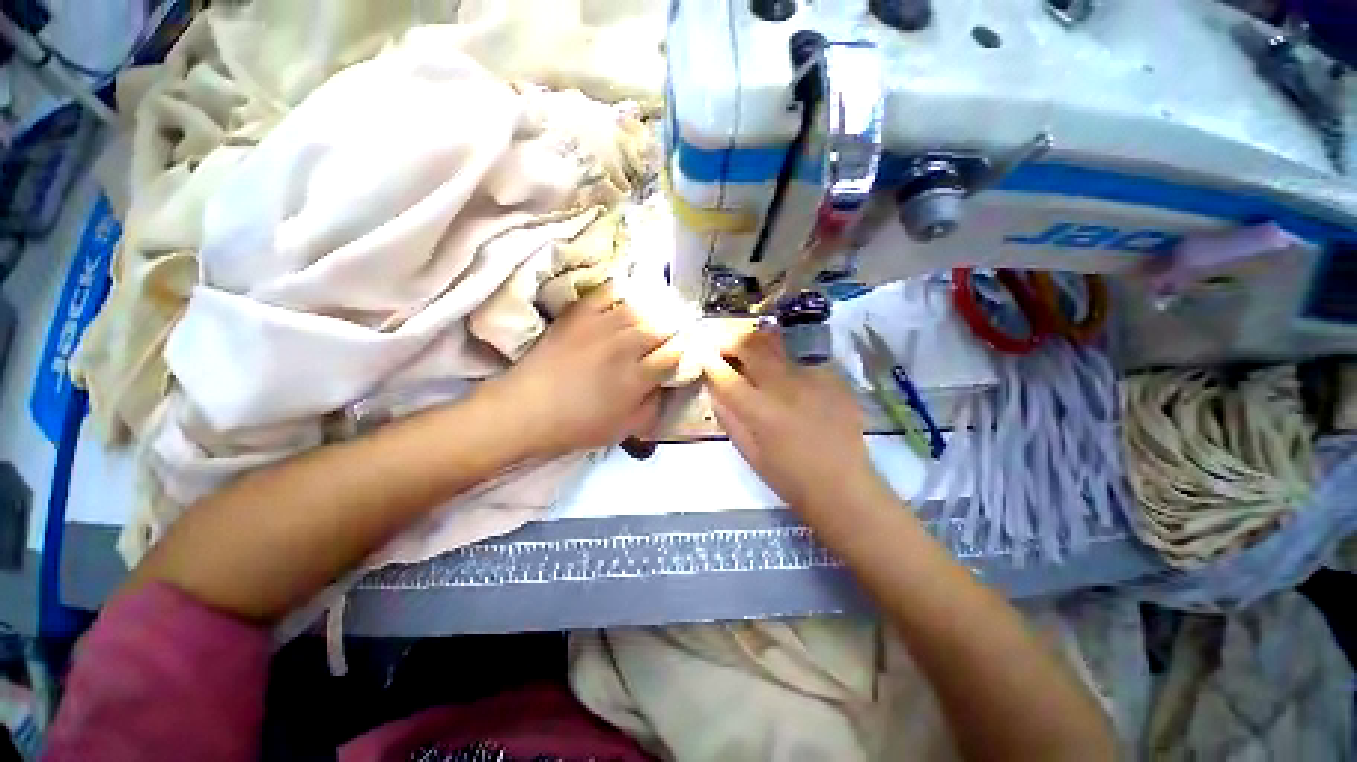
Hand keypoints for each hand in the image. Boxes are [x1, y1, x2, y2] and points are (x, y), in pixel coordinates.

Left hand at [486, 283, 682, 459]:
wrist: (526, 411)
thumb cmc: (576, 426)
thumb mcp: (622, 429)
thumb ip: (651, 408)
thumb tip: (664, 387)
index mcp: (637, 378)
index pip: (672, 355)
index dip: (681, 352)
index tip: (681, 353)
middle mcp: (624, 347)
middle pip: (660, 328)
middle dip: (671, 331)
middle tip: (670, 334)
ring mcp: (600, 327)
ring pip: (639, 309)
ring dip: (651, 312)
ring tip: (653, 315)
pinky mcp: (578, 315)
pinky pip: (605, 292)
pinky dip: (619, 291)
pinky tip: (624, 298)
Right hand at [703, 327, 880, 510]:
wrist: (843, 487)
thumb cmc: (789, 477)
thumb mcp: (749, 453)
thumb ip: (729, 418)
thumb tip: (715, 390)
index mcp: (760, 410)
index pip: (727, 376)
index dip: (712, 362)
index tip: (705, 355)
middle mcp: (785, 386)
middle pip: (753, 347)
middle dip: (734, 342)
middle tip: (728, 347)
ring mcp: (812, 378)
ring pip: (779, 348)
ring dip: (761, 349)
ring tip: (757, 358)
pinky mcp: (833, 378)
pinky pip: (803, 362)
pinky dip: (790, 367)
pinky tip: (795, 384)